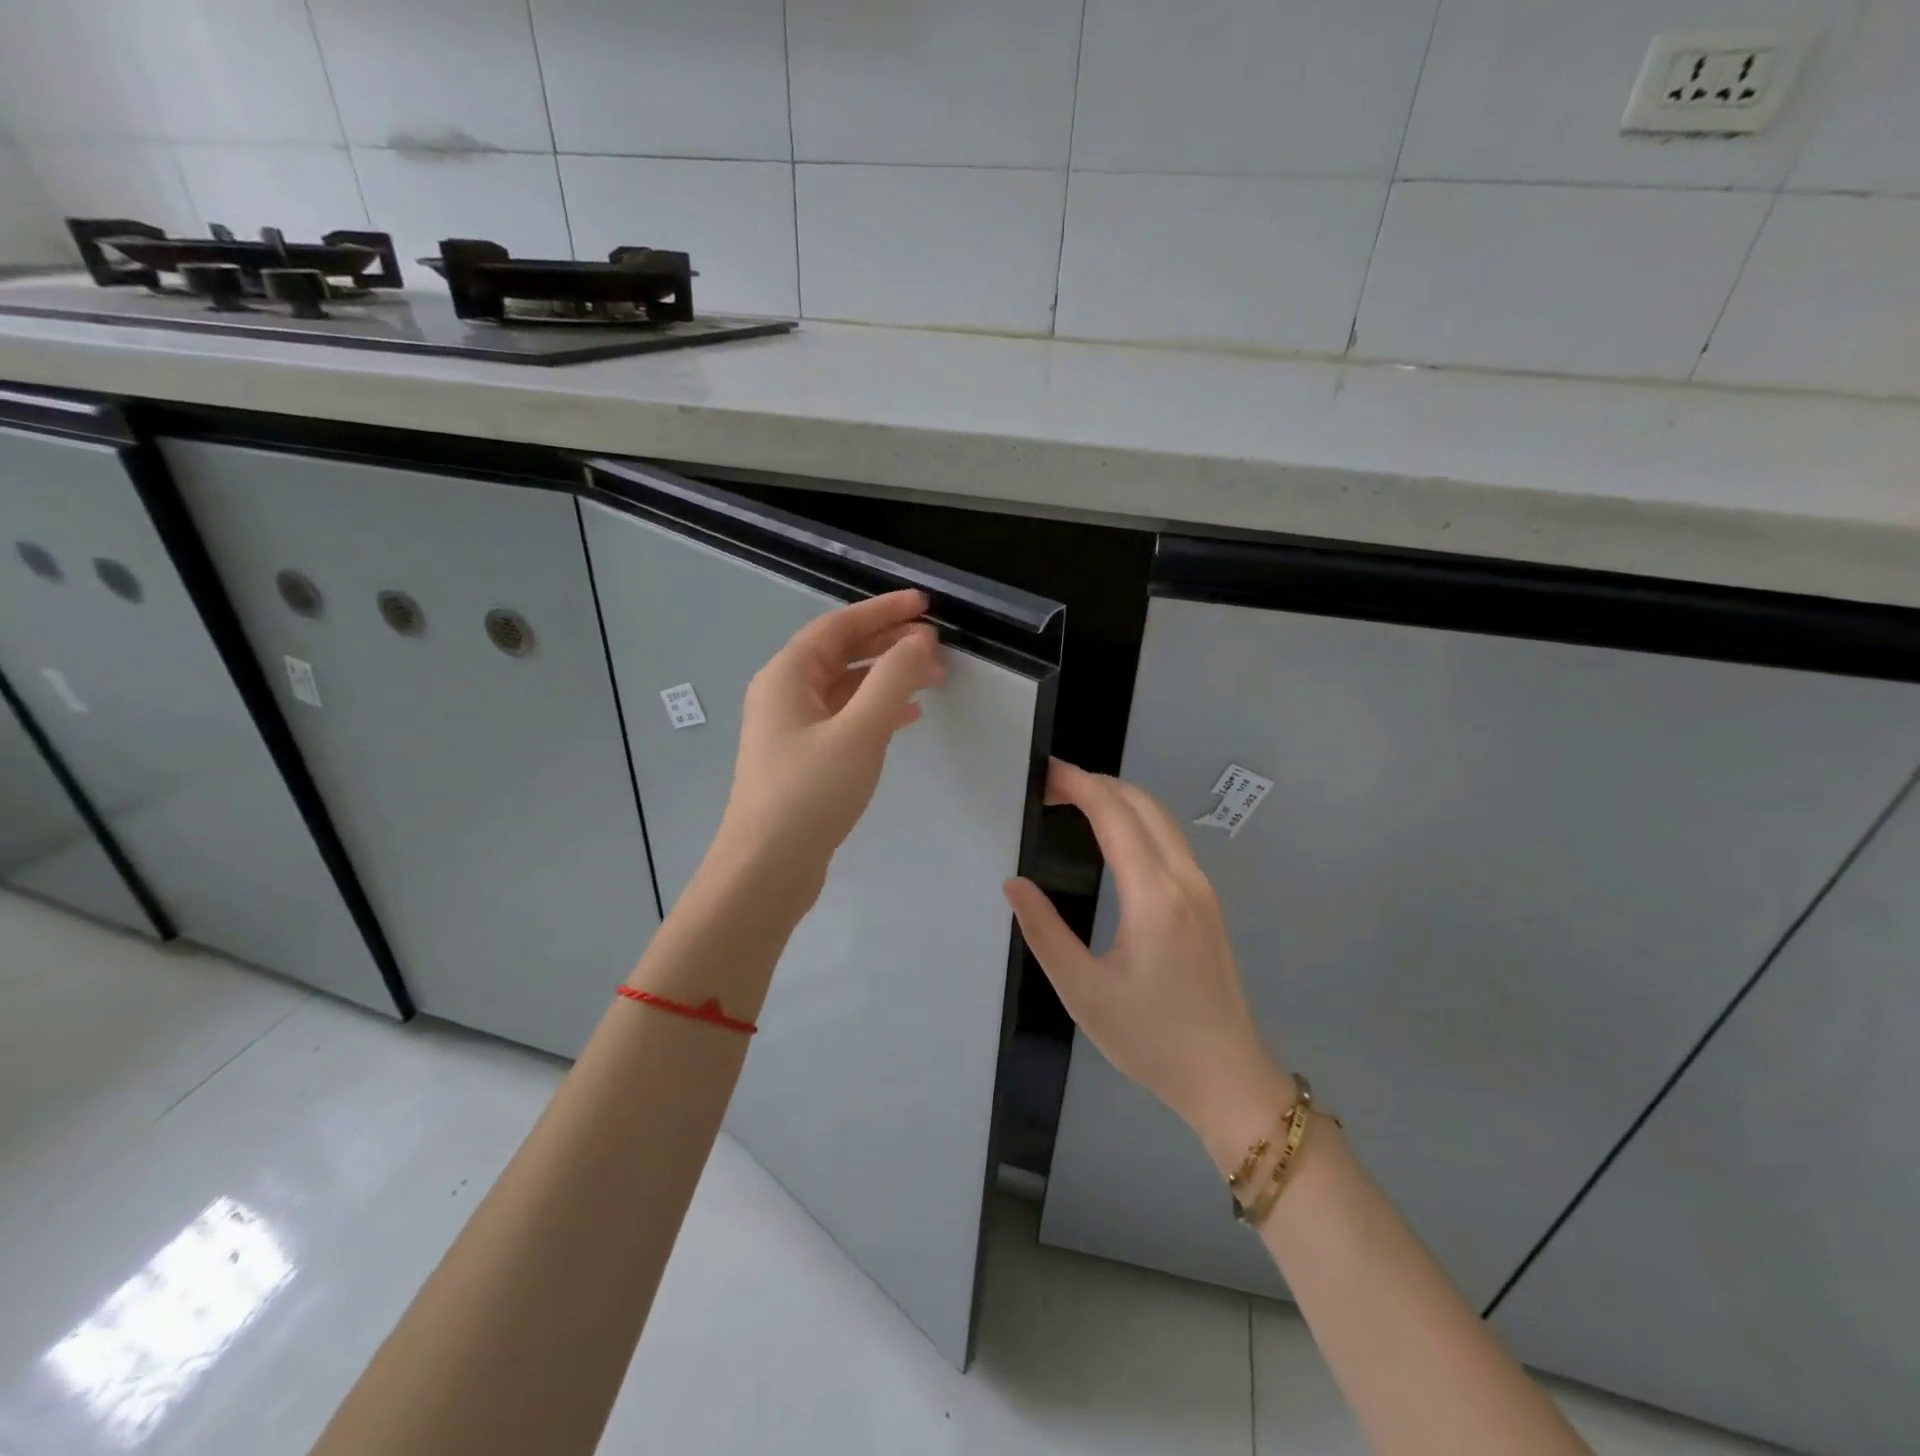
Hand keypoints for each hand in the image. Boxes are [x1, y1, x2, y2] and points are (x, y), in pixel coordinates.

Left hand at [714, 589, 944, 900]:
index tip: (925, 604)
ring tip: (933, 679)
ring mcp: (792, 730)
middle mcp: (784, 695)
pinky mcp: (803, 760)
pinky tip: (906, 719)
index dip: (883, 611)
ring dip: (887, 679)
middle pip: (841, 654)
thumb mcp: (859, 730)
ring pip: (845, 688)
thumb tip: (919, 640)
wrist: (767, 869)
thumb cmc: (810, 793)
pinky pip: (844, 719)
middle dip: (888, 644)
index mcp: (786, 676)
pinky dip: (876, 712)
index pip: (838, 626)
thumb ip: (893, 679)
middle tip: (936, 642)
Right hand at [1004, 760, 1291, 1169]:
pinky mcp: (1207, 902)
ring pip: (1161, 818)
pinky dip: (1137, 820)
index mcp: (1153, 895)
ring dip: (1119, 799)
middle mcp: (1184, 878)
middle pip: (1142, 803)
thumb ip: (1044, 932)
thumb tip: (1014, 884)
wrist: (1226, 1078)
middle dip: (1096, 782)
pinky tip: (1112, 836)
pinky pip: (1171, 840)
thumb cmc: (1149, 1038)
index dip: (1078, 784)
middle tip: (1050, 787)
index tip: (1044, 773)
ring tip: (1073, 803)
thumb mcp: (1083, 991)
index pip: (1114, 814)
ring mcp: (1202, 888)